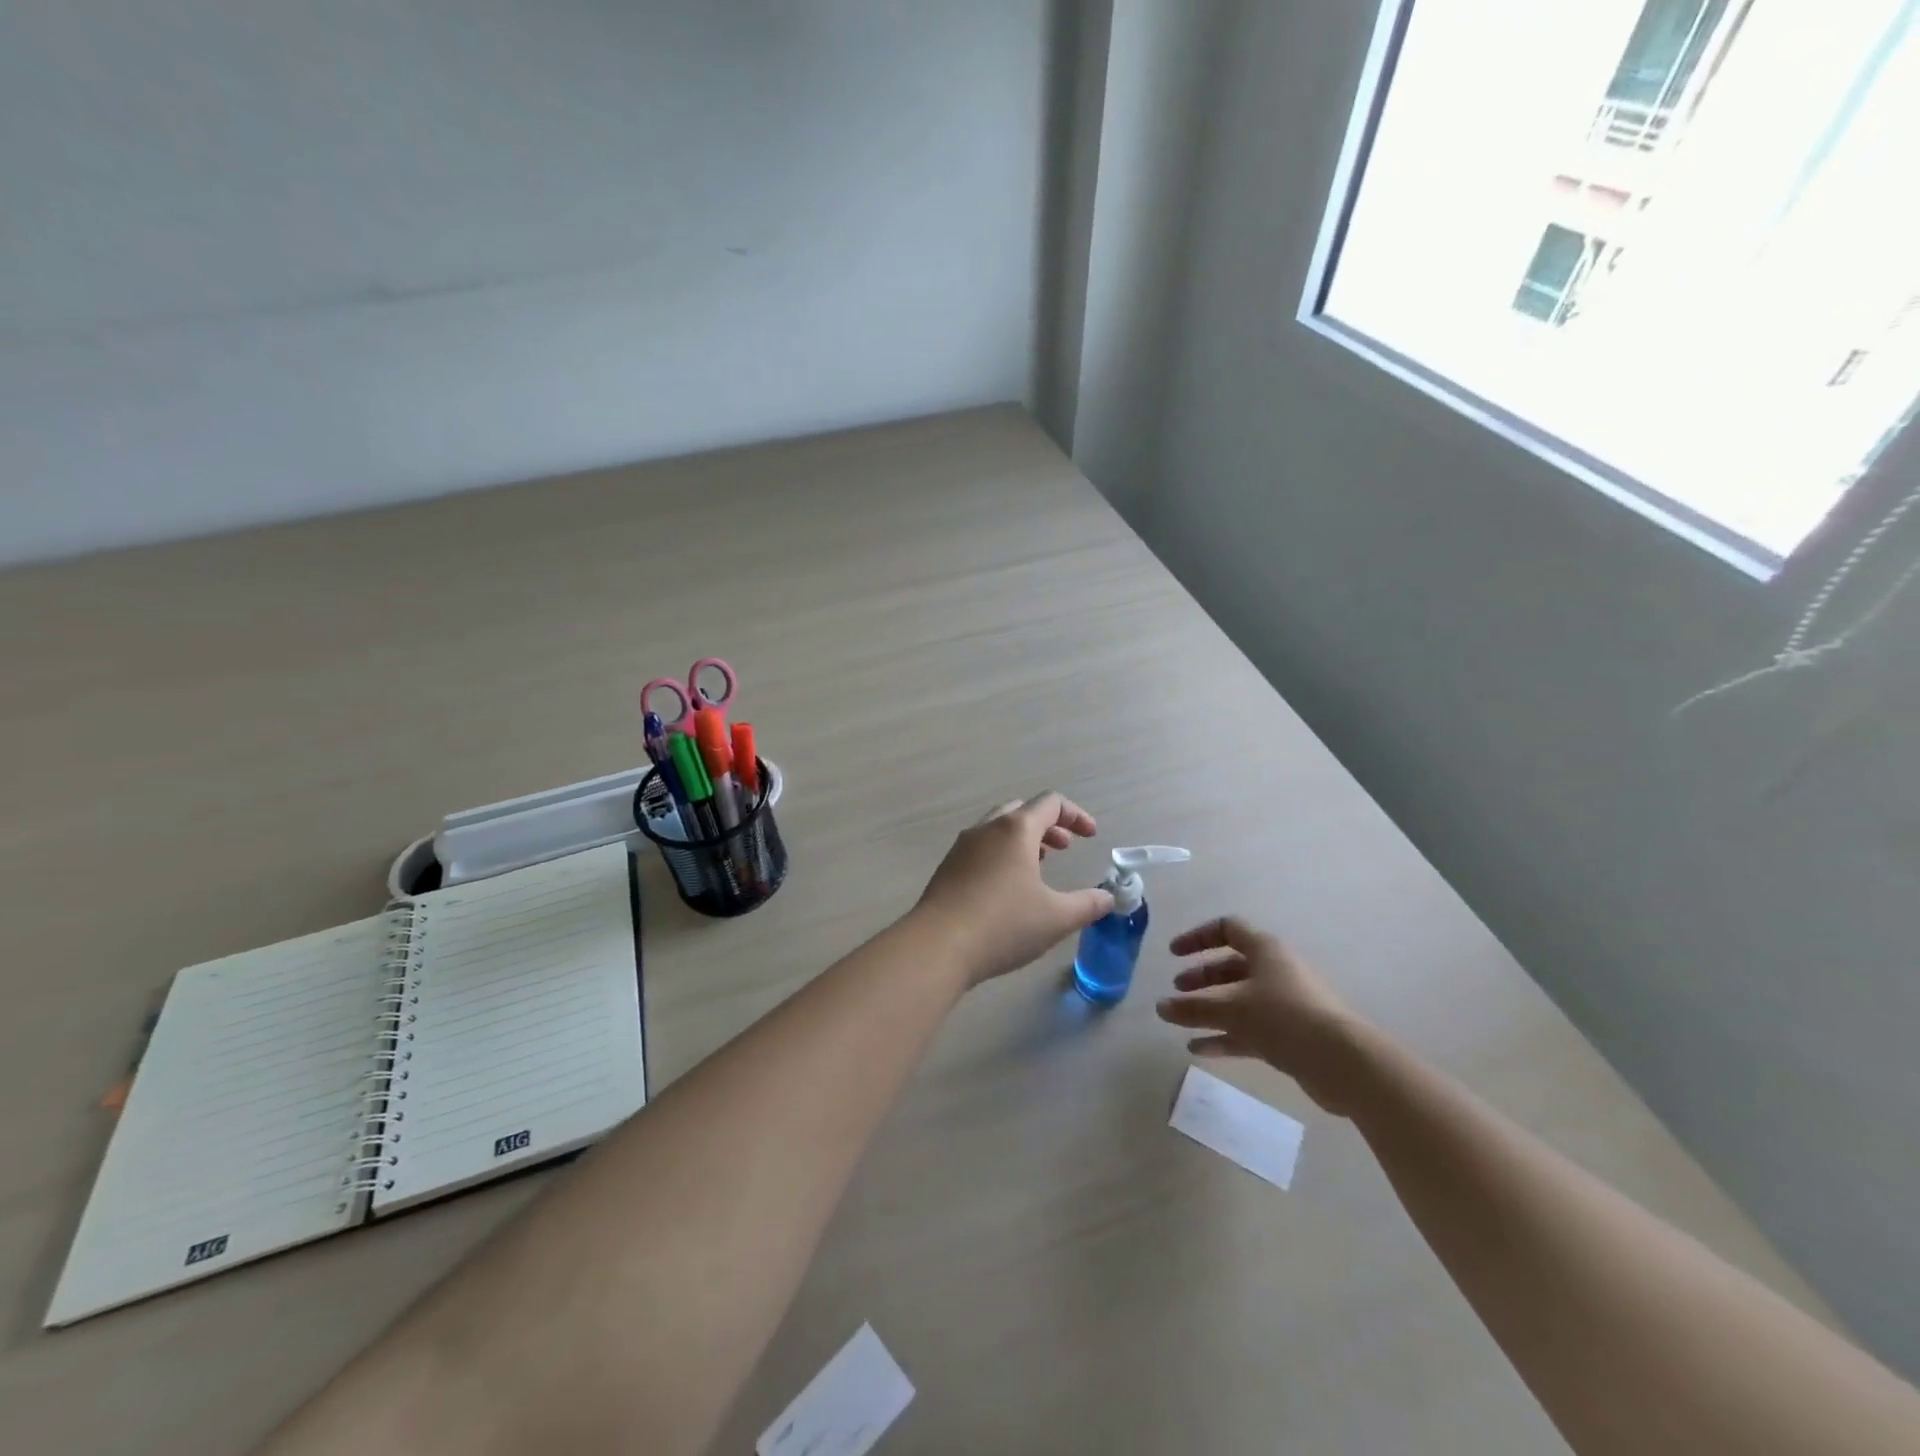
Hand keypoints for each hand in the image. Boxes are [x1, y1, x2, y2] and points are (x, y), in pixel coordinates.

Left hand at [912, 793, 1114, 987]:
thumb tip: (1107, 898)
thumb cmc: (1003, 925)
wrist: (937, 946)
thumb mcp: (1056, 918)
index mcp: (1015, 829)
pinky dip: (1001, 855)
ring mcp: (962, 847)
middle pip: (1021, 811)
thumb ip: (1088, 905)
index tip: (1091, 837)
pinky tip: (1007, 888)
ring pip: (997, 829)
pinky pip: (980, 849)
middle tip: (1063, 848)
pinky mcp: (947, 868)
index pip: (1050, 803)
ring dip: (1023, 840)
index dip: (1076, 815)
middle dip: (1048, 825)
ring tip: (1038, 867)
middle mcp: (986, 829)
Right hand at [1155, 917, 1366, 1114]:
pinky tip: (1199, 1049)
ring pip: (1239, 1000)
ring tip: (1180, 1020)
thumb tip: (1160, 1007)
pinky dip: (1224, 1036)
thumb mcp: (1231, 1009)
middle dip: (1201, 977)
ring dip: (1210, 1008)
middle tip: (1177, 990)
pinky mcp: (1290, 1035)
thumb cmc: (1283, 1017)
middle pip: (1231, 966)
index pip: (1226, 929)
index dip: (1198, 938)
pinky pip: (1249, 1030)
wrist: (1343, 1062)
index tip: (1174, 954)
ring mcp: (1285, 1004)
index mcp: (1265, 950)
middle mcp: (1275, 971)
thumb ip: (1193, 1008)